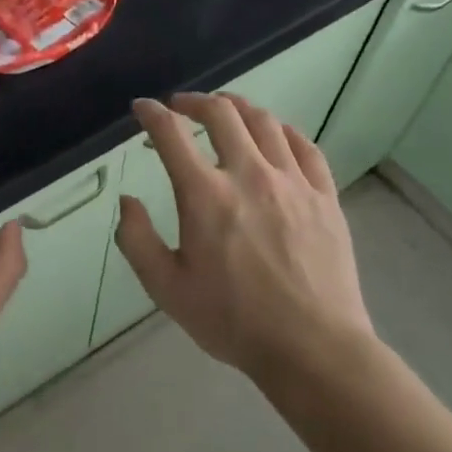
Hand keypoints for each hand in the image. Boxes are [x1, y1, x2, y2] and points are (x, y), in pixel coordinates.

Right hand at [116, 93, 374, 384]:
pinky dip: (283, 131)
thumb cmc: (233, 320)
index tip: (142, 108)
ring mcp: (292, 182)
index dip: (151, 113)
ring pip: (264, 122)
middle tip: (181, 107)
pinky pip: (305, 147)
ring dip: (238, 107)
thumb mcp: (167, 288)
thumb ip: (137, 240)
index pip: (170, 133)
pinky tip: (275, 134)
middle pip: (221, 113)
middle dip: (194, 101)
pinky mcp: (324, 197)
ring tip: (225, 109)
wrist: (313, 350)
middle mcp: (248, 174)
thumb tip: (127, 201)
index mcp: (204, 194)